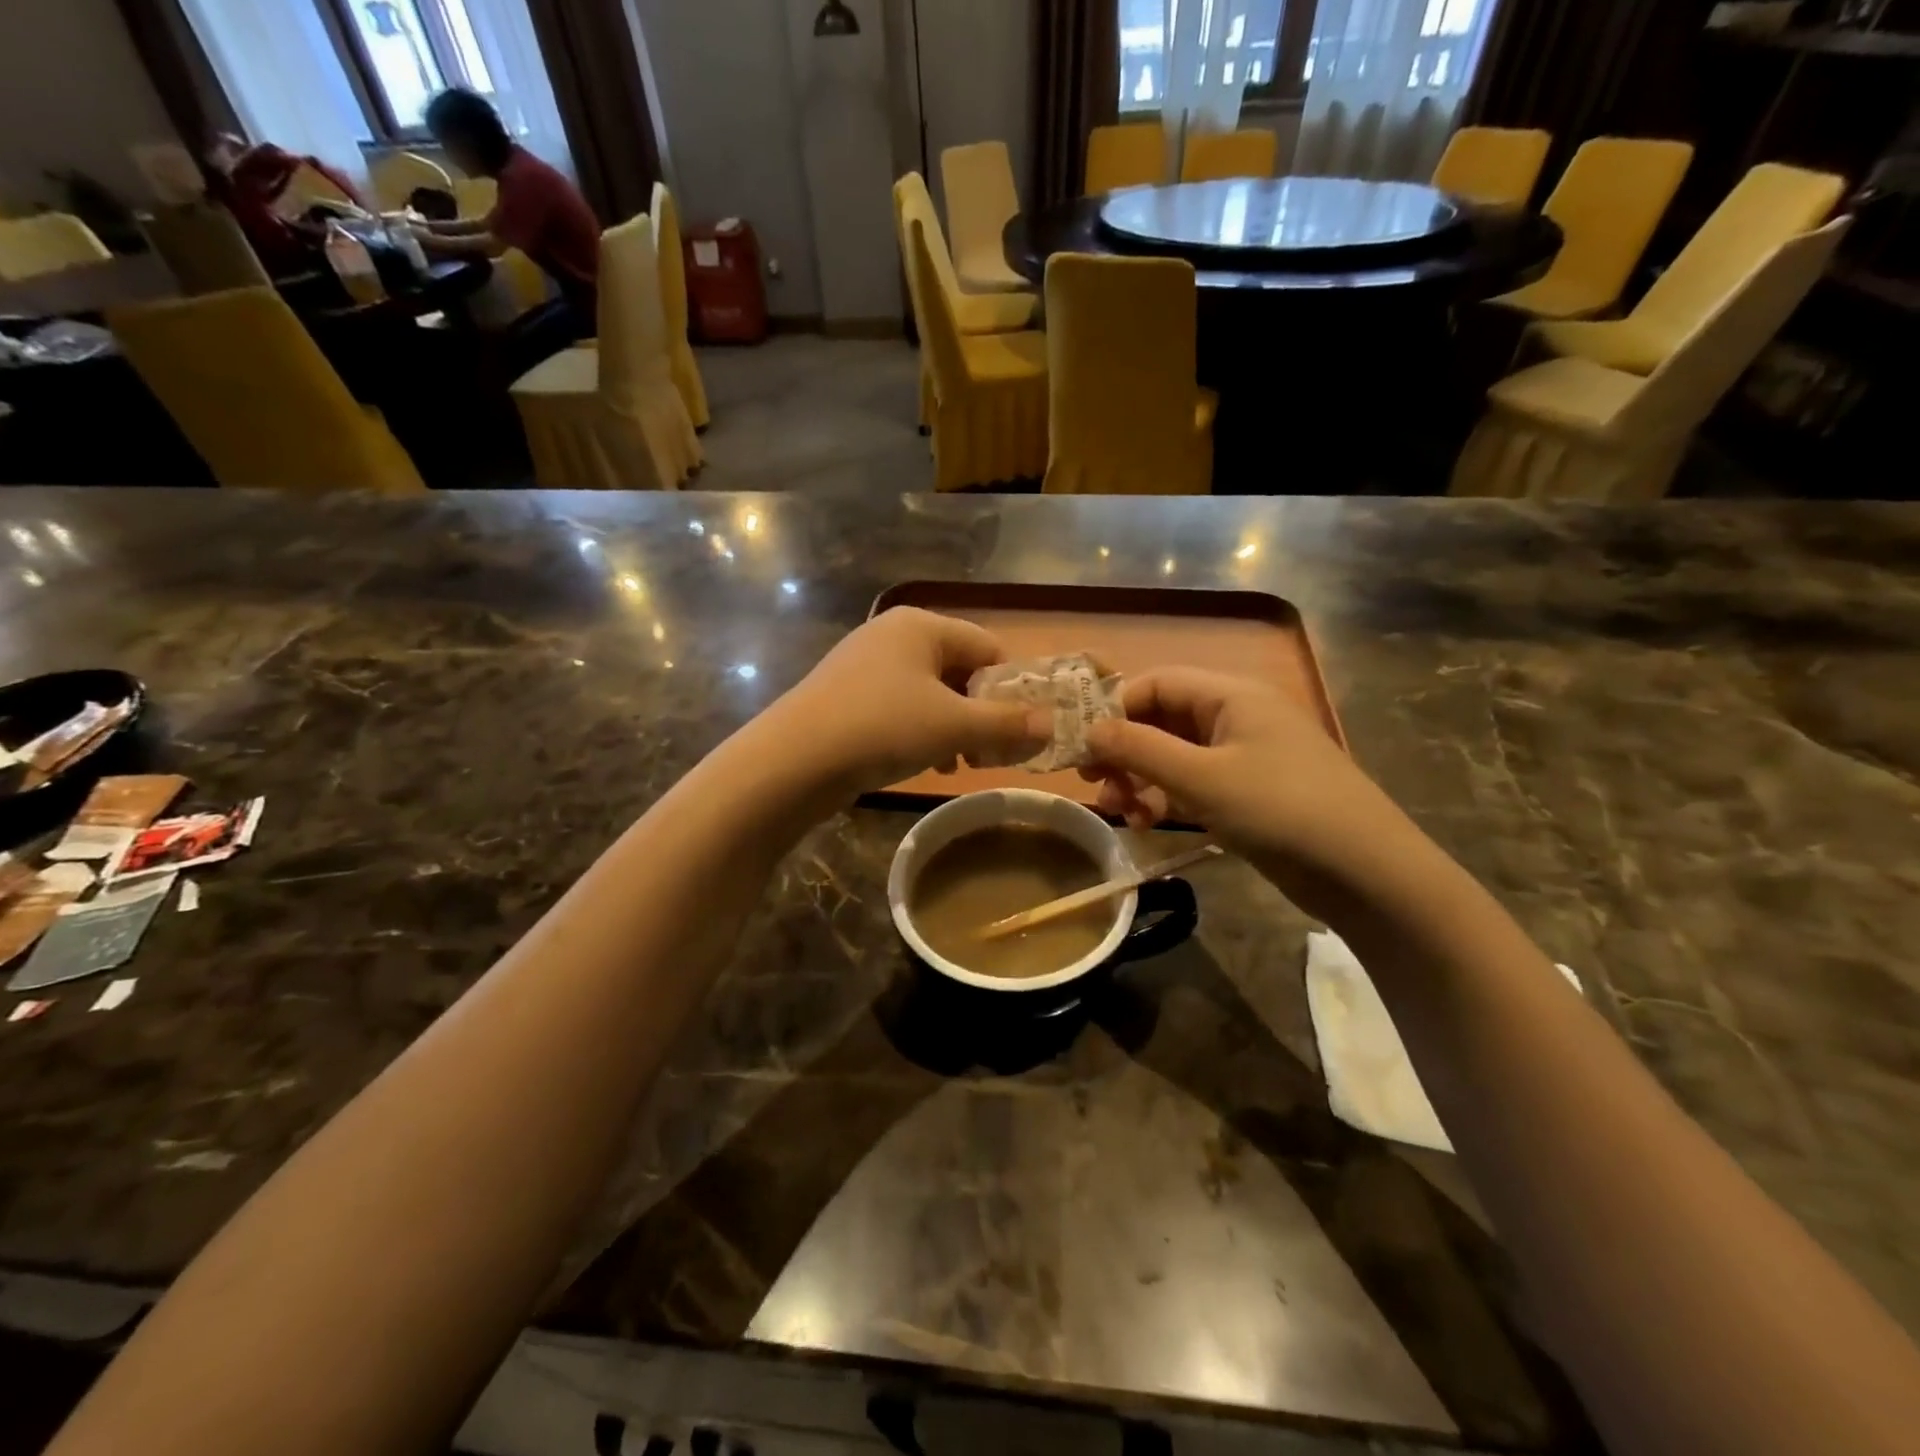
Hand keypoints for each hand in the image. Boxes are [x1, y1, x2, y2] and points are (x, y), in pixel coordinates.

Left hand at [769, 608, 1049, 795]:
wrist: (793, 761)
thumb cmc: (882, 728)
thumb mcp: (954, 727)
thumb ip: (1007, 724)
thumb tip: (1053, 725)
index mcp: (922, 625)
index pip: (988, 648)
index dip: (1012, 689)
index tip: (1022, 730)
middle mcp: (892, 634)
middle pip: (959, 670)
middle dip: (982, 712)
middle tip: (993, 753)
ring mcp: (864, 664)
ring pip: (930, 692)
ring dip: (954, 727)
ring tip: (962, 763)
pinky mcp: (846, 695)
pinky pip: (900, 706)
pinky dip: (922, 731)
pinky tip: (928, 763)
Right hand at [1081, 668, 1419, 912]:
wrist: (1367, 873)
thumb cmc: (1281, 810)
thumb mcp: (1201, 778)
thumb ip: (1139, 749)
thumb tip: (1088, 730)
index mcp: (1230, 695)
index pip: (1156, 683)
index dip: (1113, 708)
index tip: (1080, 746)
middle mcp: (1236, 716)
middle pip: (1163, 718)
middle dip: (1124, 749)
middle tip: (1092, 783)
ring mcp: (1245, 755)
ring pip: (1175, 754)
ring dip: (1142, 778)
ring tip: (1121, 812)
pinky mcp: (1250, 791)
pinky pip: (1195, 782)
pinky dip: (1168, 797)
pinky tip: (1149, 822)